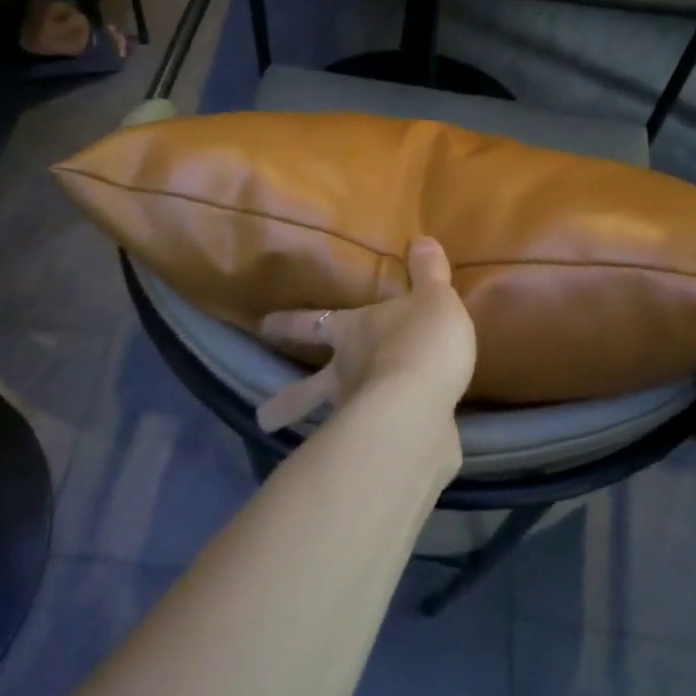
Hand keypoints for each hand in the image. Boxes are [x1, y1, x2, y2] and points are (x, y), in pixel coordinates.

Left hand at [255, 238, 475, 447]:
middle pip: (309, 387)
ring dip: (313, 435)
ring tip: (299, 456)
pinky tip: (378, 453)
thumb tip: (422, 239)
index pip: (314, 324)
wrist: (422, 402)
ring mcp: (358, 413)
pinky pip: (371, 442)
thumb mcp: (433, 298)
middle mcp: (346, 373)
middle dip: (288, 400)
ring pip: (328, 422)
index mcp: (352, 332)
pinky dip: (369, 447)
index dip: (291, 324)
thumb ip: (429, 273)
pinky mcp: (382, 445)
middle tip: (261, 418)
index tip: (264, 326)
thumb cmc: (421, 341)